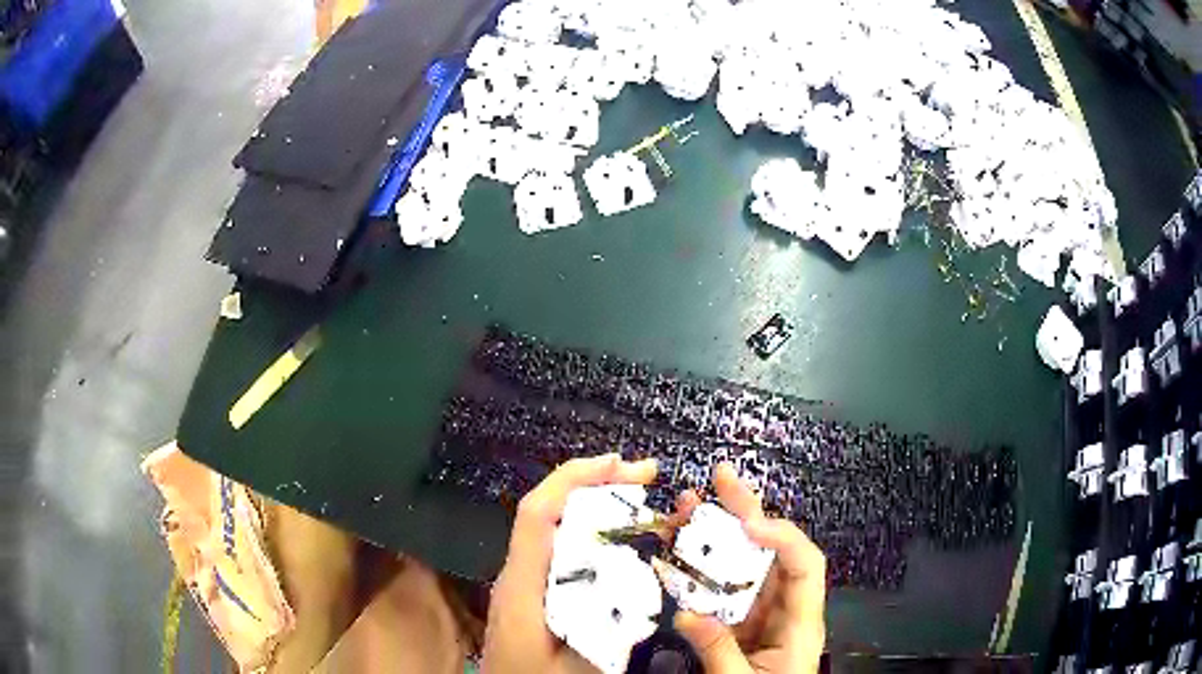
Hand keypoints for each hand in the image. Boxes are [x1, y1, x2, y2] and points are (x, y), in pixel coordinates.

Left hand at [482, 454, 657, 673]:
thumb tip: (643, 586)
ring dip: (596, 506)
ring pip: (557, 528)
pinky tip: (621, 540)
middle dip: (594, 483)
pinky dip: (594, 534)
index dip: (574, 480)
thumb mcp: (577, 665)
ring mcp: (525, 582)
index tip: (620, 464)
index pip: (538, 514)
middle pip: (549, 512)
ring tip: (640, 497)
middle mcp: (519, 573)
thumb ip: (607, 628)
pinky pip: (563, 550)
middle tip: (646, 475)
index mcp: (521, 584)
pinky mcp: (535, 594)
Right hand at [671, 463, 826, 672]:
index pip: (805, 565)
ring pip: (741, 568)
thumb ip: (719, 650)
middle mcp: (783, 611)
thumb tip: (687, 613)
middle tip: (722, 479)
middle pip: (773, 554)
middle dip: (748, 513)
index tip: (747, 523)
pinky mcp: (736, 626)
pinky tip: (675, 554)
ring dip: (715, 537)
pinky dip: (696, 573)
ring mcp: (757, 617)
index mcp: (800, 624)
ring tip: (688, 507)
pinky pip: (718, 594)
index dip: (782, 537)